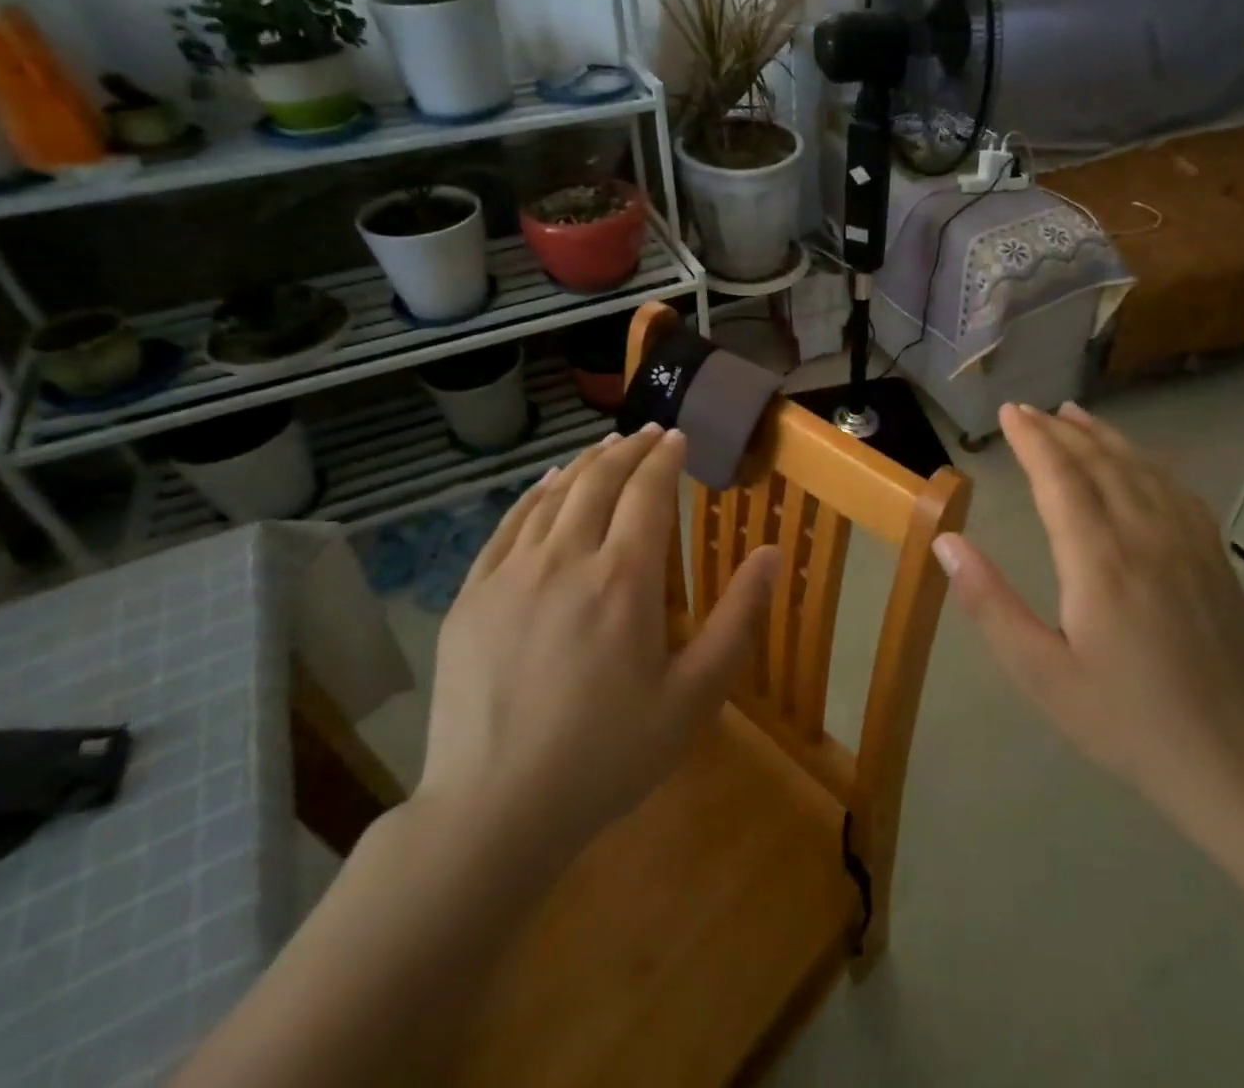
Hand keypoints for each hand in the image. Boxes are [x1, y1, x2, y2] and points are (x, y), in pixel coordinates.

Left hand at [415, 425, 779, 856]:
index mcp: (623, 579)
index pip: (648, 492)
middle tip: (648, 433)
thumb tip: (772, 553)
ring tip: (606, 447)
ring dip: (585, 463)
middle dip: (628, 448)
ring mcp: (510, 574)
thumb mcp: (694, 697)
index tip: (677, 437)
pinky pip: (508, 524)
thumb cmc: (607, 756)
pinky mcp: (472, 595)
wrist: (493, 811)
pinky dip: (535, 493)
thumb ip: (738, 619)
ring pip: (553, 495)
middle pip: (599, 480)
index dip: (665, 457)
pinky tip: (548, 484)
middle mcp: (565, 559)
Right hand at [934, 402, 1243, 842]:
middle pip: (1099, 462)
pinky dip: (1147, 461)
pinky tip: (1136, 460)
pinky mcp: (1213, 556)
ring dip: (1103, 436)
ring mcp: (1187, 542)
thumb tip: (946, 541)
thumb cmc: (1122, 718)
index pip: (1060, 478)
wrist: (1230, 759)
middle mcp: (1144, 535)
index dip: (1033, 440)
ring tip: (1074, 414)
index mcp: (1099, 561)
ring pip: (1140, 467)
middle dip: (1060, 430)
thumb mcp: (1040, 672)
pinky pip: (1176, 489)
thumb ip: (990, 602)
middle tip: (1030, 410)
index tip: (1009, 413)